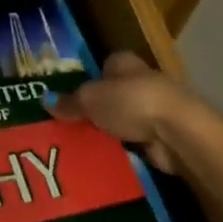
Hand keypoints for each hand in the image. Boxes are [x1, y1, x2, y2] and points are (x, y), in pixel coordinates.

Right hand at [45, 52, 190, 175]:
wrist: (177, 132)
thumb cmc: (131, 102)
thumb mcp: (90, 99)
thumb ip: (70, 101)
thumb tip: (45, 101)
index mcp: (124, 63)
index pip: (103, 67)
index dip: (87, 80)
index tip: (68, 98)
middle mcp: (140, 80)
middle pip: (111, 94)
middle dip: (94, 109)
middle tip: (67, 124)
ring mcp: (153, 109)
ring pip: (121, 119)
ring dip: (107, 131)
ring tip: (78, 145)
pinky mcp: (161, 135)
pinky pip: (132, 141)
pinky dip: (121, 149)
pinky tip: (101, 158)